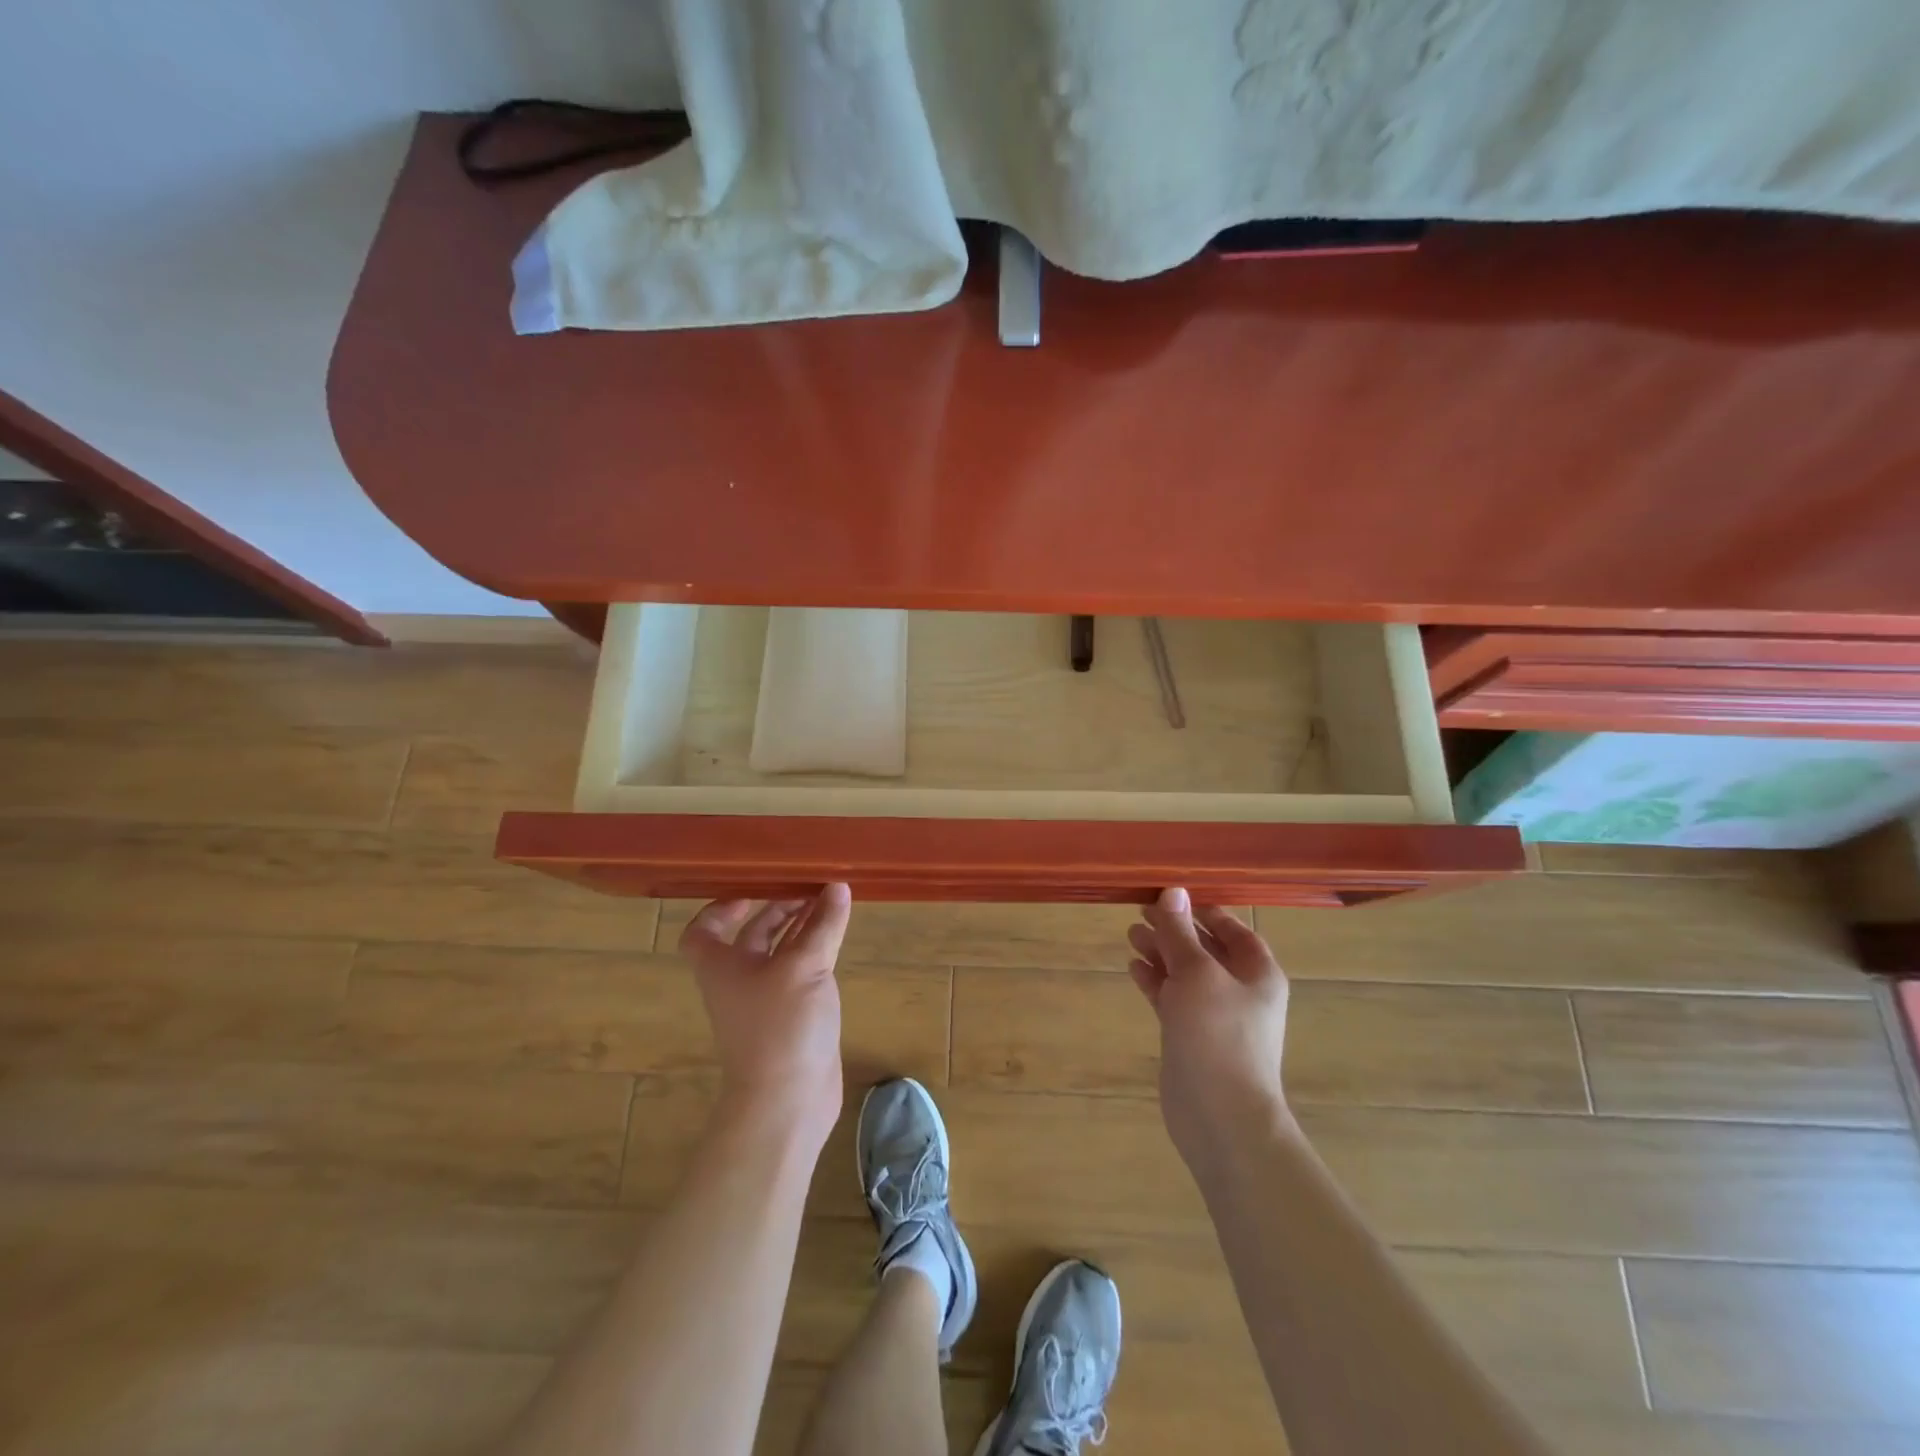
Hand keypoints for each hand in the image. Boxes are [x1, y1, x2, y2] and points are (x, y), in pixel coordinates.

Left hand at [678, 884, 852, 1137]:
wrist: (787, 1101)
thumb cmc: (781, 1026)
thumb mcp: (805, 966)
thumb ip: (823, 924)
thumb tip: (837, 886)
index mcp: (722, 965)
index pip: (703, 930)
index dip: (721, 906)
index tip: (753, 886)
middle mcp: (738, 979)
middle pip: (750, 935)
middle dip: (777, 908)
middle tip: (809, 886)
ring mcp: (766, 1000)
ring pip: (780, 952)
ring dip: (800, 927)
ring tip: (829, 902)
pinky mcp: (792, 1016)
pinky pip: (800, 972)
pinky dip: (814, 951)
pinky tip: (836, 938)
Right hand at [1127, 887, 1293, 1169]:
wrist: (1221, 1117)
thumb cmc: (1218, 1035)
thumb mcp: (1197, 973)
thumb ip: (1180, 932)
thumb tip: (1172, 891)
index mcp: (1257, 973)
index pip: (1234, 930)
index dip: (1205, 911)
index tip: (1173, 895)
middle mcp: (1240, 991)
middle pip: (1205, 949)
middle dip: (1175, 930)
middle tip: (1140, 911)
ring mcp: (1214, 1016)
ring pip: (1185, 974)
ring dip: (1161, 953)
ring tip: (1130, 934)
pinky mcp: (1191, 1037)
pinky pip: (1173, 999)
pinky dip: (1155, 981)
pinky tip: (1133, 967)